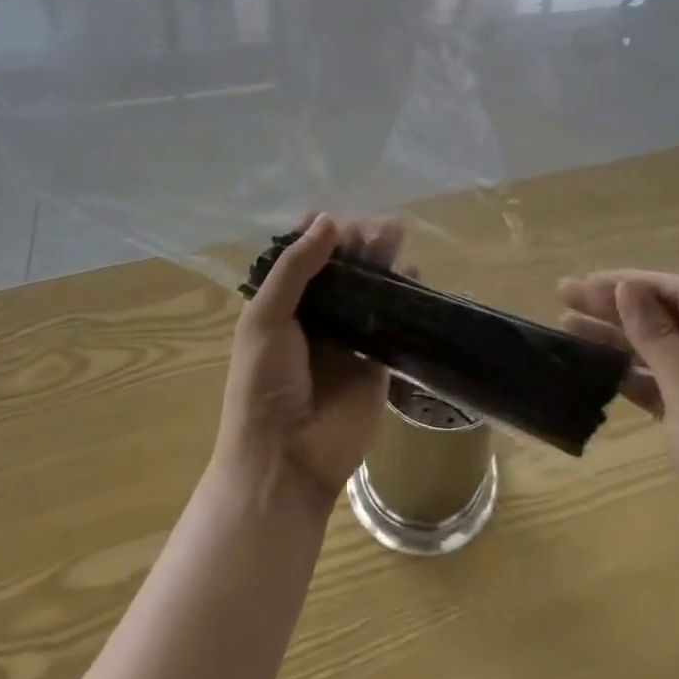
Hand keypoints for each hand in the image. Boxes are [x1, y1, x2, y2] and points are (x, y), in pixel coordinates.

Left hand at [213, 214, 395, 509]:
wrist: (285, 460)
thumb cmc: (263, 385)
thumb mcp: (265, 319)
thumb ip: (296, 268)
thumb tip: (328, 219)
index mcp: (282, 307)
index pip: (303, 259)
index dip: (319, 235)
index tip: (336, 218)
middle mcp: (317, 318)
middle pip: (342, 270)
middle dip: (358, 244)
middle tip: (378, 227)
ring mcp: (348, 339)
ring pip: (369, 290)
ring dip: (382, 263)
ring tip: (397, 237)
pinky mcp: (378, 361)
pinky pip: (393, 323)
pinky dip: (405, 298)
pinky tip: (415, 276)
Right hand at [559, 272, 678, 596]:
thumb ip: (657, 335)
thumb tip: (627, 287)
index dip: (631, 284)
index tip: (586, 284)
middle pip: (669, 318)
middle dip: (617, 306)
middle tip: (565, 295)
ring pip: (662, 350)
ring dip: (618, 337)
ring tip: (568, 325)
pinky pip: (663, 382)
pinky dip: (631, 373)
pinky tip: (597, 365)